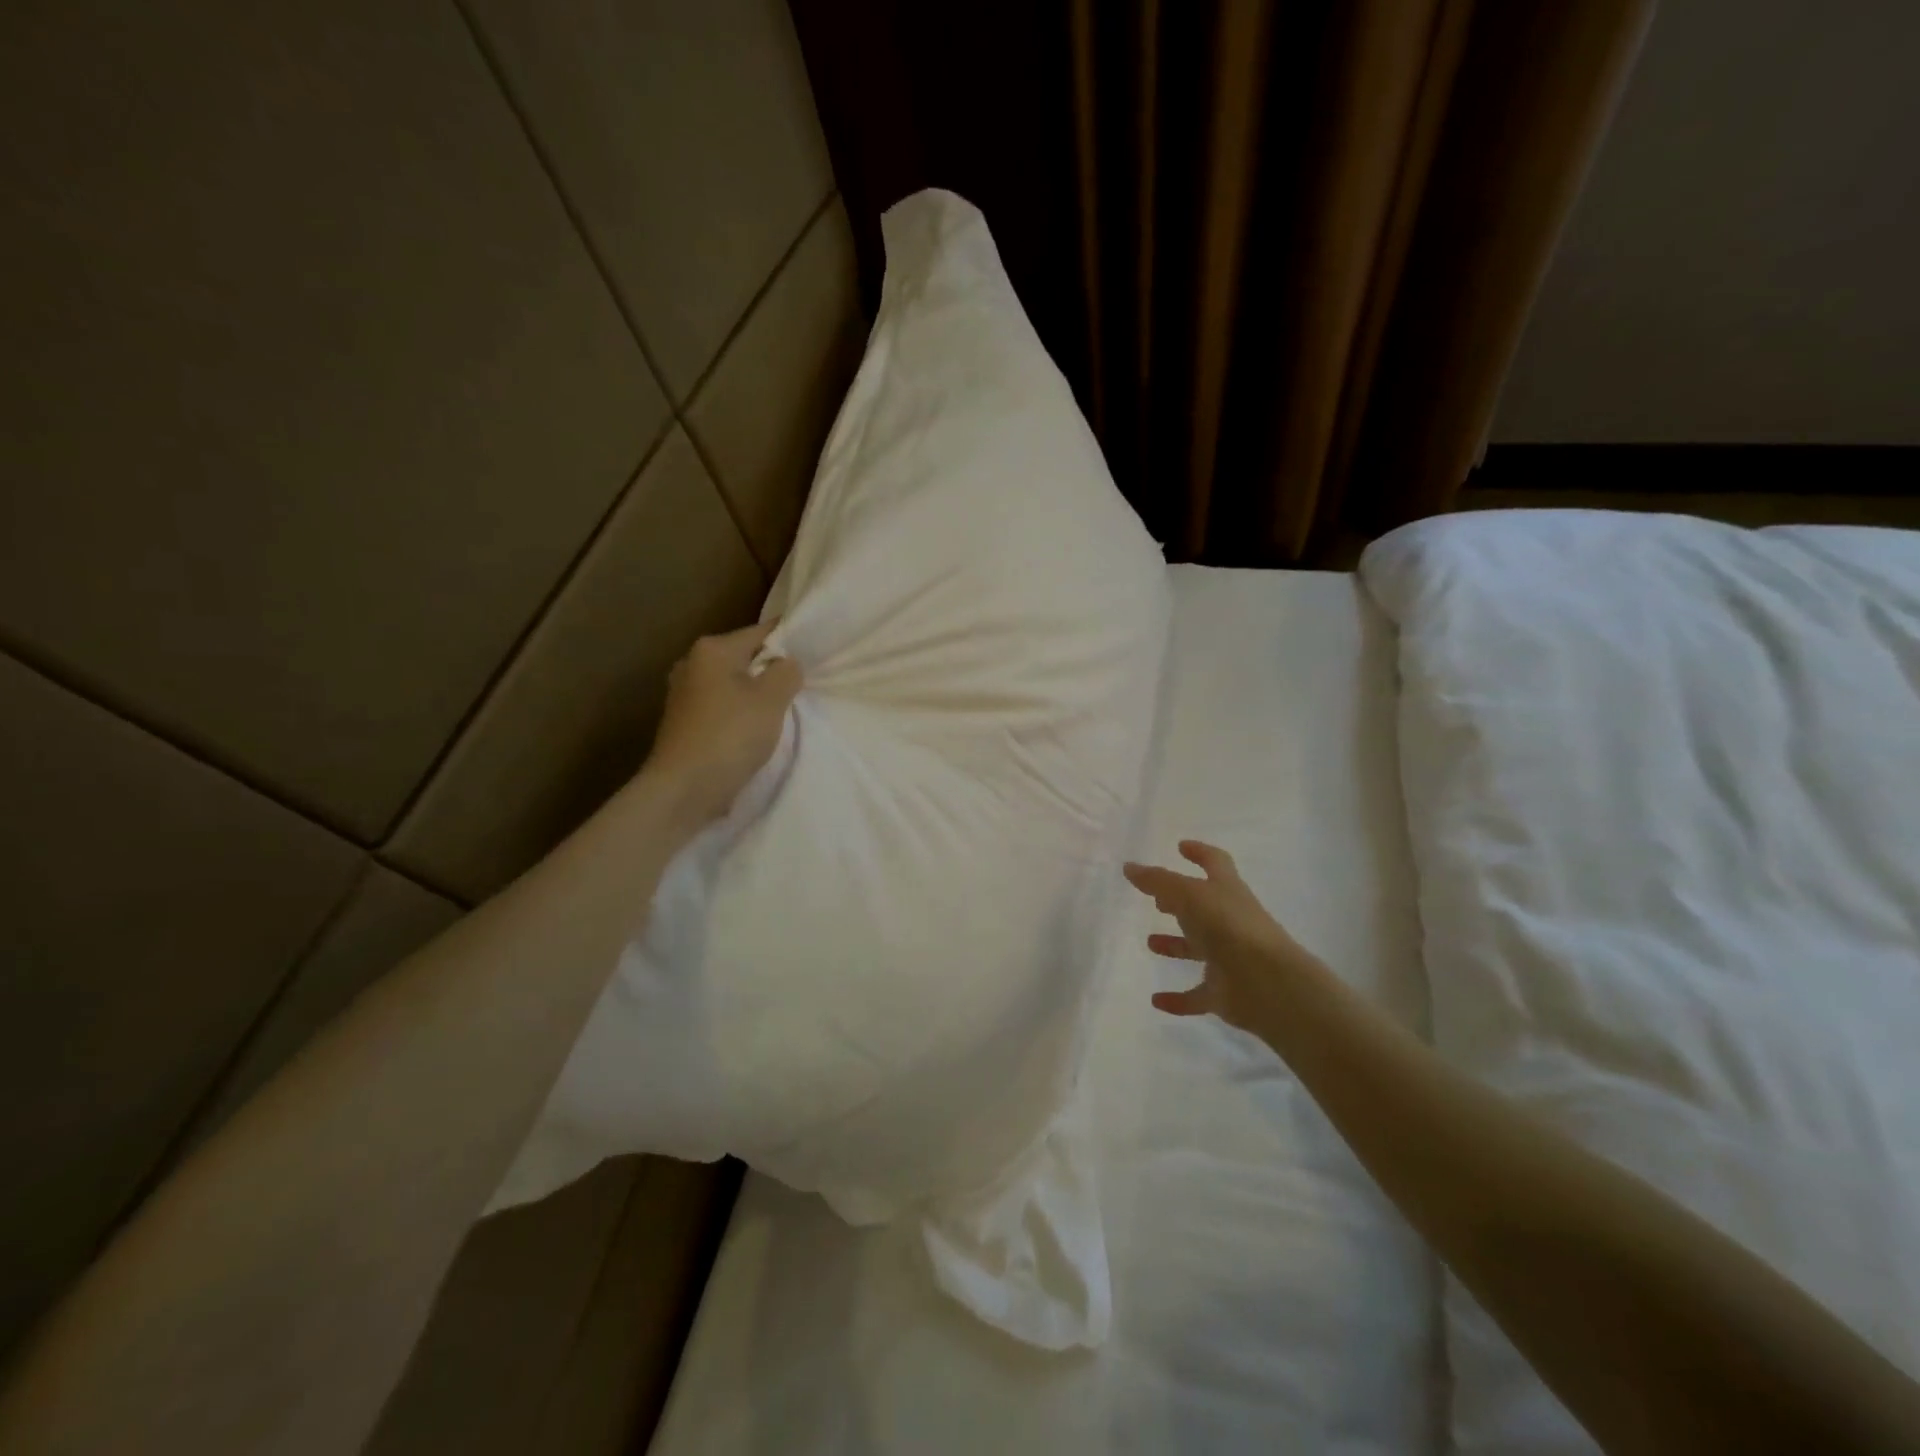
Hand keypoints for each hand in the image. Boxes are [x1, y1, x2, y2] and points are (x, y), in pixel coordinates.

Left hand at [642, 622, 801, 828]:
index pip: (761, 632)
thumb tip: (787, 663)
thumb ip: (787, 672)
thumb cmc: (730, 737)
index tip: (815, 655)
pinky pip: (723, 707)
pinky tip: (755, 731)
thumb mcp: (771, 700)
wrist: (683, 790)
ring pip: (734, 684)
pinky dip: (741, 714)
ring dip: (757, 695)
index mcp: (712, 650)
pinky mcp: (684, 722)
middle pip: (746, 658)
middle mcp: (692, 664)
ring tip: (782, 713)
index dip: (790, 641)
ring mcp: (684, 694)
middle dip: (772, 671)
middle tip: (802, 688)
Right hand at [1122, 841, 1312, 1033]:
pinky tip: (1156, 1000)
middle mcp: (1230, 921)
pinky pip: (1197, 995)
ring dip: (1176, 946)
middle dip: (1181, 902)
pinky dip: (1178, 998)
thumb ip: (1157, 880)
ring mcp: (1229, 958)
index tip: (1181, 847)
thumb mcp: (1188, 894)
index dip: (1199, 853)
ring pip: (1199, 949)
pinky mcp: (1224, 992)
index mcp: (1226, 891)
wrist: (1267, 983)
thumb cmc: (1228, 926)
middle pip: (1203, 908)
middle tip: (1157, 900)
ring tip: (1150, 943)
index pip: (1215, 863)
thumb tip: (1129, 866)